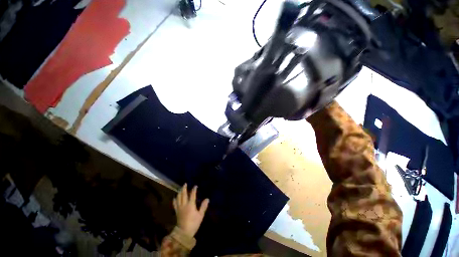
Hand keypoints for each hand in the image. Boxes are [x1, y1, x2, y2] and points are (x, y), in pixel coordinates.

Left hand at [173, 184, 209, 237]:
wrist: (183, 233)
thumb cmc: (193, 223)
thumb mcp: (200, 215)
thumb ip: (203, 206)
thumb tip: (207, 199)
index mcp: (190, 205)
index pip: (192, 194)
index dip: (194, 189)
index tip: (195, 186)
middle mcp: (184, 204)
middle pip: (183, 194)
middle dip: (184, 188)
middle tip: (185, 183)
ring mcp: (179, 208)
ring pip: (178, 198)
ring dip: (179, 192)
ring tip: (181, 189)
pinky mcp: (176, 211)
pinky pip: (175, 204)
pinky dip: (175, 199)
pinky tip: (175, 197)